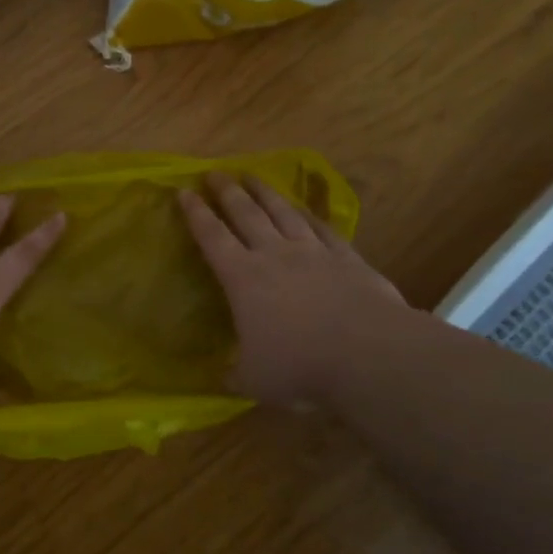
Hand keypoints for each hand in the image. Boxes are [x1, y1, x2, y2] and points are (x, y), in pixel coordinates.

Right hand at [179, 172, 407, 409]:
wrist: (369, 354)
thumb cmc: (300, 366)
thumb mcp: (254, 380)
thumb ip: (234, 373)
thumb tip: (221, 377)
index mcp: (243, 278)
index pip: (212, 237)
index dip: (195, 214)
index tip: (183, 192)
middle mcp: (274, 255)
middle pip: (246, 214)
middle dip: (227, 192)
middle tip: (215, 173)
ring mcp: (313, 253)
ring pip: (283, 213)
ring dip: (265, 192)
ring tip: (253, 176)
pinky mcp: (347, 258)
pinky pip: (323, 228)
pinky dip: (310, 215)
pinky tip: (305, 208)